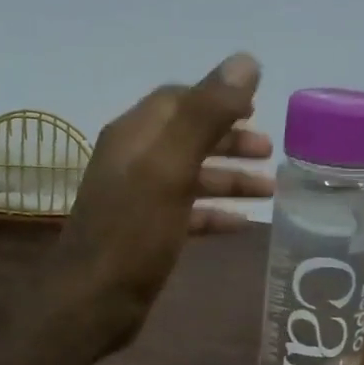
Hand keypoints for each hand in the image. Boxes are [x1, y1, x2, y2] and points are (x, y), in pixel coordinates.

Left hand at [54, 53, 275, 347]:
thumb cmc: (133, 232)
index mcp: (134, 135)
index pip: (178, 100)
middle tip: (271, 151)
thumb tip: (246, 62)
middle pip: (188, 137)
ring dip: (229, 177)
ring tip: (270, 189)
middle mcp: (133, 161)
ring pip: (191, 177)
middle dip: (229, 140)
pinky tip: (242, 224)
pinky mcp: (145, 235)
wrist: (92, 302)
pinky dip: (214, 212)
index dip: (217, 99)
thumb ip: (206, 114)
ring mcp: (138, 200)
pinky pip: (187, 213)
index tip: (257, 109)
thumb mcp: (171, 167)